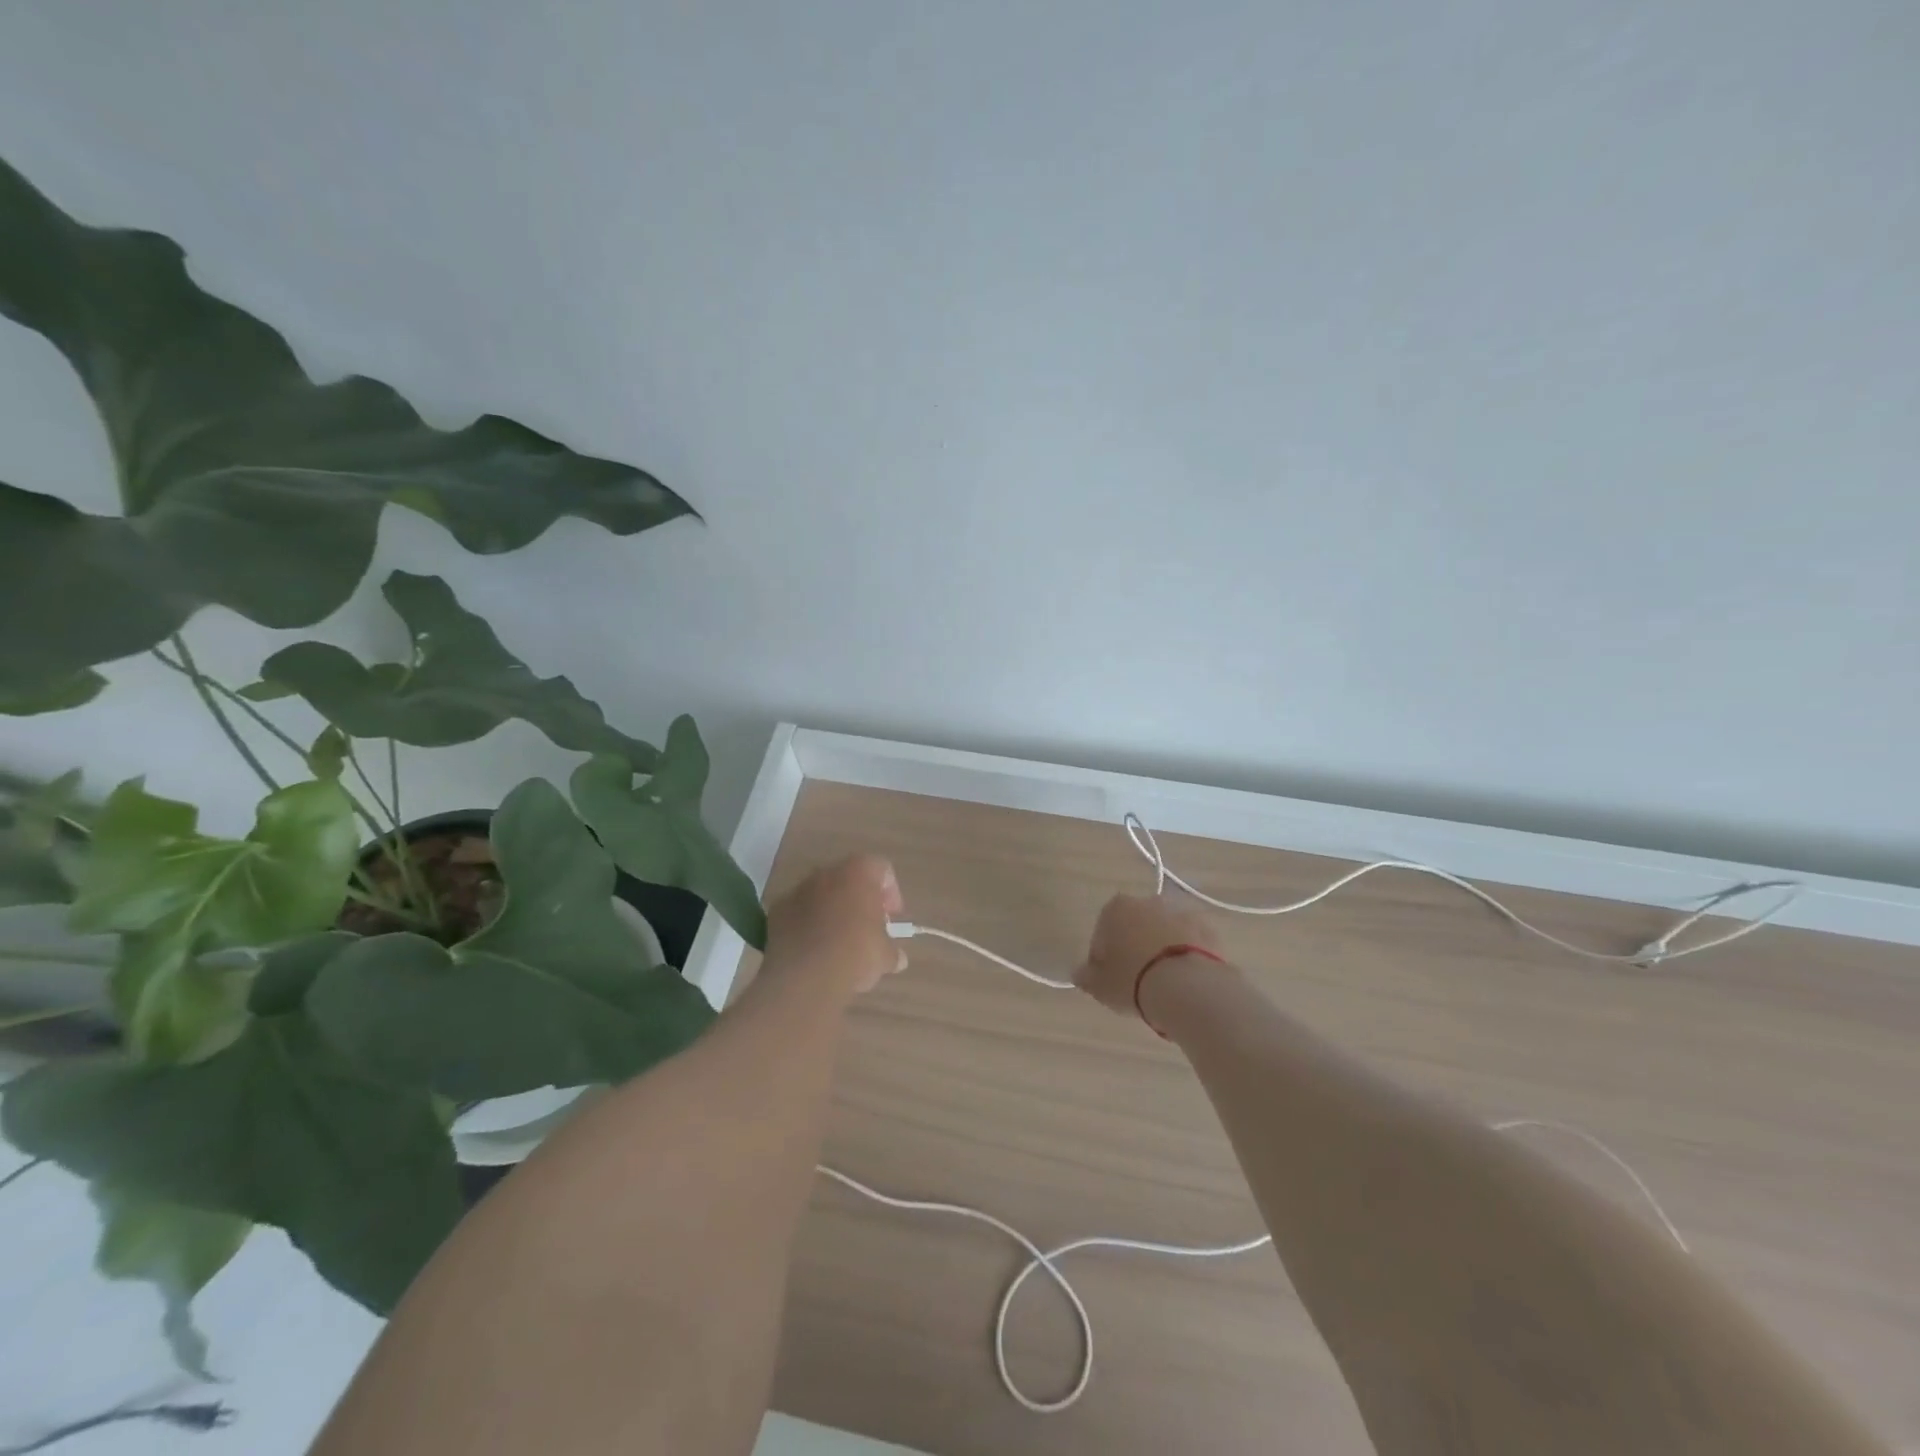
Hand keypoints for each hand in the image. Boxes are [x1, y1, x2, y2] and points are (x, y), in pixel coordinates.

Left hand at [764, 855, 907, 996]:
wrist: (806, 976)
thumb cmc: (855, 954)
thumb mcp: (884, 956)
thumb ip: (891, 951)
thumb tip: (896, 959)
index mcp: (859, 873)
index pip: (882, 869)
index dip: (891, 892)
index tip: (891, 918)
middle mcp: (827, 873)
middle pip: (849, 879)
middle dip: (860, 901)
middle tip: (868, 928)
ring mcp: (799, 890)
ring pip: (822, 894)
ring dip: (832, 912)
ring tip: (839, 942)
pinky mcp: (777, 911)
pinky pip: (799, 912)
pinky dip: (808, 925)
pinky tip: (815, 950)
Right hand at [1073, 892, 1226, 1015]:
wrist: (1188, 987)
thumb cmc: (1133, 980)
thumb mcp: (1099, 986)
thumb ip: (1086, 976)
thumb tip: (1080, 972)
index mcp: (1116, 908)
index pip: (1102, 932)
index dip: (1103, 957)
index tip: (1109, 979)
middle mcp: (1148, 902)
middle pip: (1135, 926)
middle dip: (1134, 948)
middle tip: (1136, 981)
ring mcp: (1180, 913)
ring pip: (1164, 933)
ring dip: (1162, 950)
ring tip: (1164, 984)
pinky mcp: (1208, 929)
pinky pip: (1191, 942)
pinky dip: (1187, 955)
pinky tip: (1185, 981)